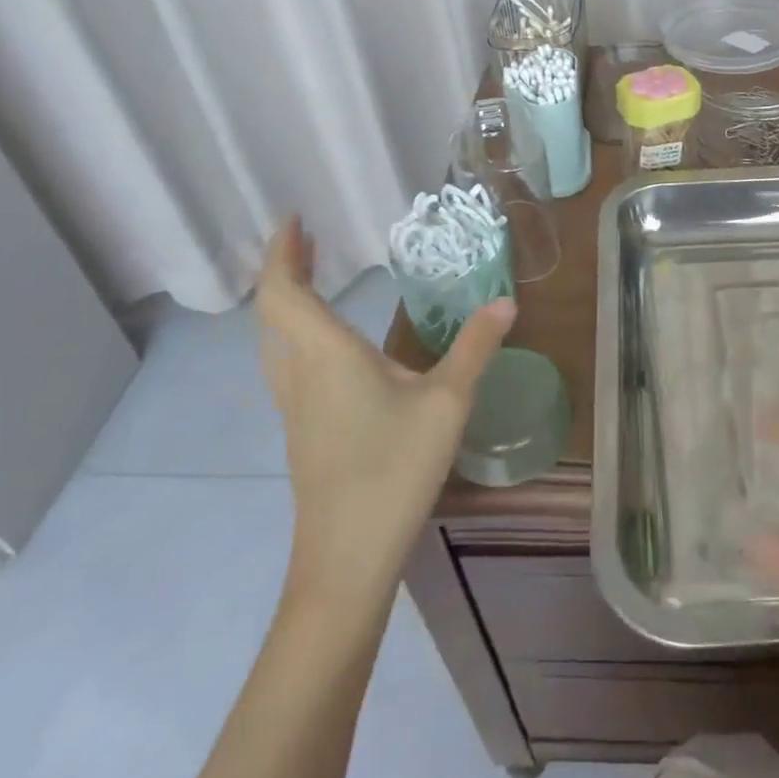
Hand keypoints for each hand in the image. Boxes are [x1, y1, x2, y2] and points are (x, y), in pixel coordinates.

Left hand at [256, 218, 514, 609]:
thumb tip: (505, 302)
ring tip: (316, 281)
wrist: (346, 557)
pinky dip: (298, 334)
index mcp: (326, 355)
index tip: (295, 220)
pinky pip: (288, 365)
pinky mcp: (303, 431)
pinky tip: (331, 348)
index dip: (283, 253)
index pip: (284, 292)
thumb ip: (474, 347)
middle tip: (309, 241)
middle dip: (286, 270)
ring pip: (276, 341)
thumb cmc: (393, 469)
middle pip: (273, 312)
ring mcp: (295, 407)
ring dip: (288, 303)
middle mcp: (300, 374)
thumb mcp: (447, 402)